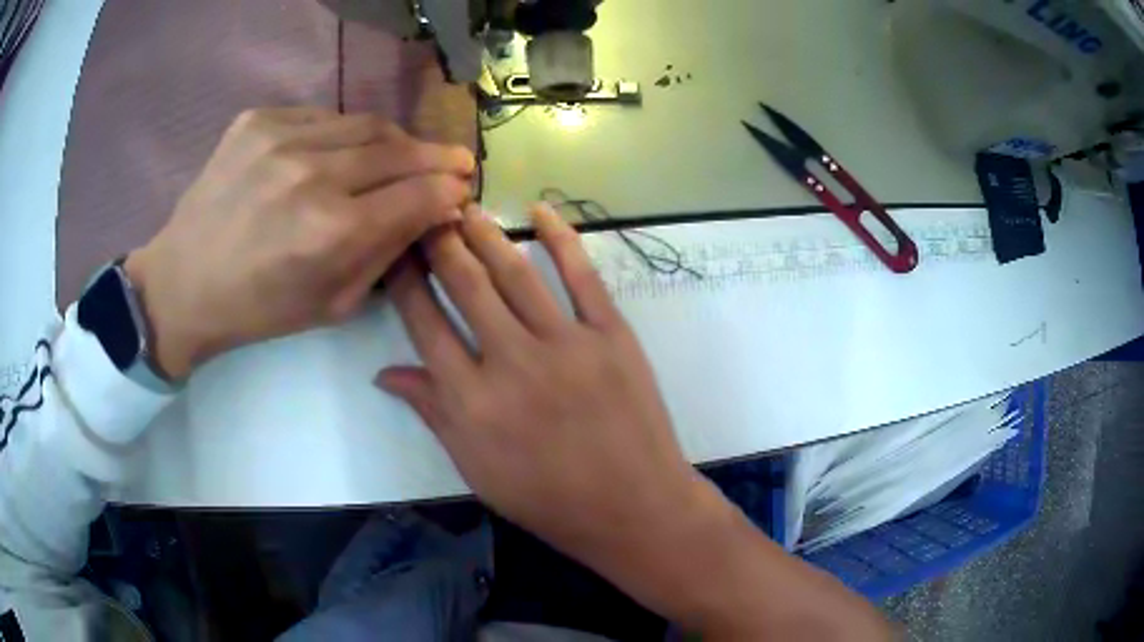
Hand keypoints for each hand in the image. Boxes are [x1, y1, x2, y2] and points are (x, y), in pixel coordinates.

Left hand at [125, 107, 474, 378]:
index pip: (419, 194)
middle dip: (436, 157)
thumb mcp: (334, 304)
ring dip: (393, 141)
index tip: (463, 188)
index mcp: (332, 232)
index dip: (450, 189)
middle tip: (454, 161)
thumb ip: (389, 252)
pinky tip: (340, 152)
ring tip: (401, 155)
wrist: (183, 283)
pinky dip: (343, 133)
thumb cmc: (259, 309)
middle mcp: (311, 175)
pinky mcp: (257, 120)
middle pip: (399, 149)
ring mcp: (280, 138)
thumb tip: (432, 210)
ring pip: (365, 124)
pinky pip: (322, 117)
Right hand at [378, 204, 705, 568]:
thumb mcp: (476, 469)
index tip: (395, 250)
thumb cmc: (548, 499)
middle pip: (466, 285)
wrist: (632, 507)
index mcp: (471, 402)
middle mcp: (512, 362)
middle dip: (439, 242)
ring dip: (486, 233)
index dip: (405, 281)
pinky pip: (583, 276)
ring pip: (515, 273)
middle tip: (424, 212)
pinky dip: (561, 238)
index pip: (424, 324)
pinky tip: (539, 210)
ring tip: (465, 206)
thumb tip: (385, 372)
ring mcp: (567, 344)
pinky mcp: (612, 335)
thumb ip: (432, 413)